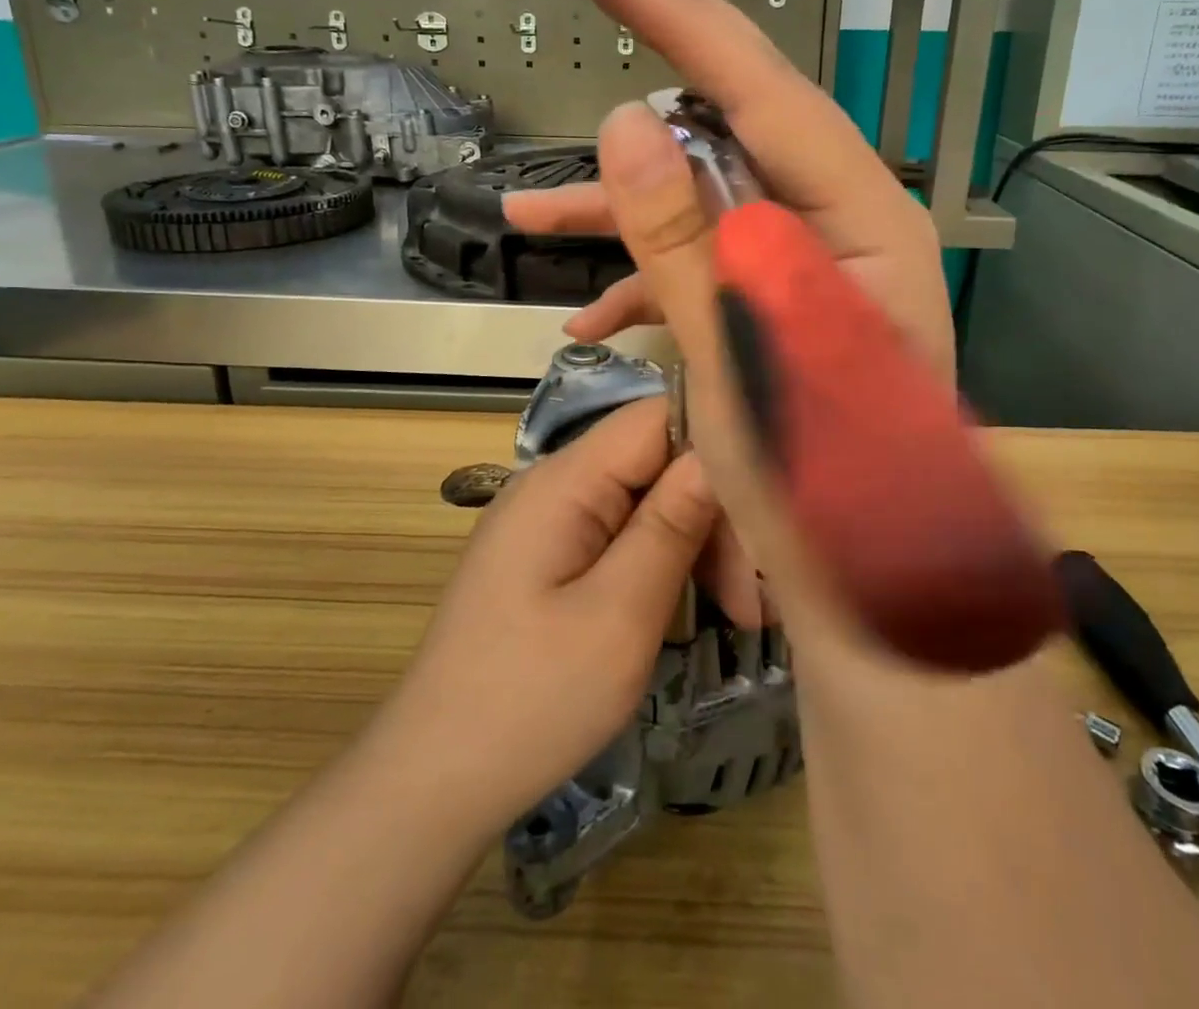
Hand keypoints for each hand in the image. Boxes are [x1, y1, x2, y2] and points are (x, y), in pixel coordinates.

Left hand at [375, 397, 716, 832]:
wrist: (434, 782)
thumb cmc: (531, 700)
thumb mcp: (619, 616)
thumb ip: (671, 524)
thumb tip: (721, 450)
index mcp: (564, 481)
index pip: (657, 417)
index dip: (717, 446)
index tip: (764, 512)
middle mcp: (555, 484)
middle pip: (657, 462)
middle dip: (714, 516)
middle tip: (753, 600)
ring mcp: (551, 521)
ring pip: (648, 501)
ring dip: (698, 547)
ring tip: (740, 616)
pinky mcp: (552, 557)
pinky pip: (624, 535)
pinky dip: (666, 565)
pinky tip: (698, 610)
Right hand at [504, 0, 955, 630]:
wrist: (872, 589)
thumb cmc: (821, 486)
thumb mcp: (738, 356)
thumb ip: (684, 238)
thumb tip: (631, 119)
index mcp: (859, 224)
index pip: (764, 92)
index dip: (682, 21)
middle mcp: (844, 227)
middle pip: (741, 126)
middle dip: (662, 66)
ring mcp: (812, 268)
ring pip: (710, 204)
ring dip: (623, 214)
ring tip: (529, 213)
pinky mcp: (783, 308)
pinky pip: (710, 268)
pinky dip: (649, 284)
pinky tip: (589, 313)